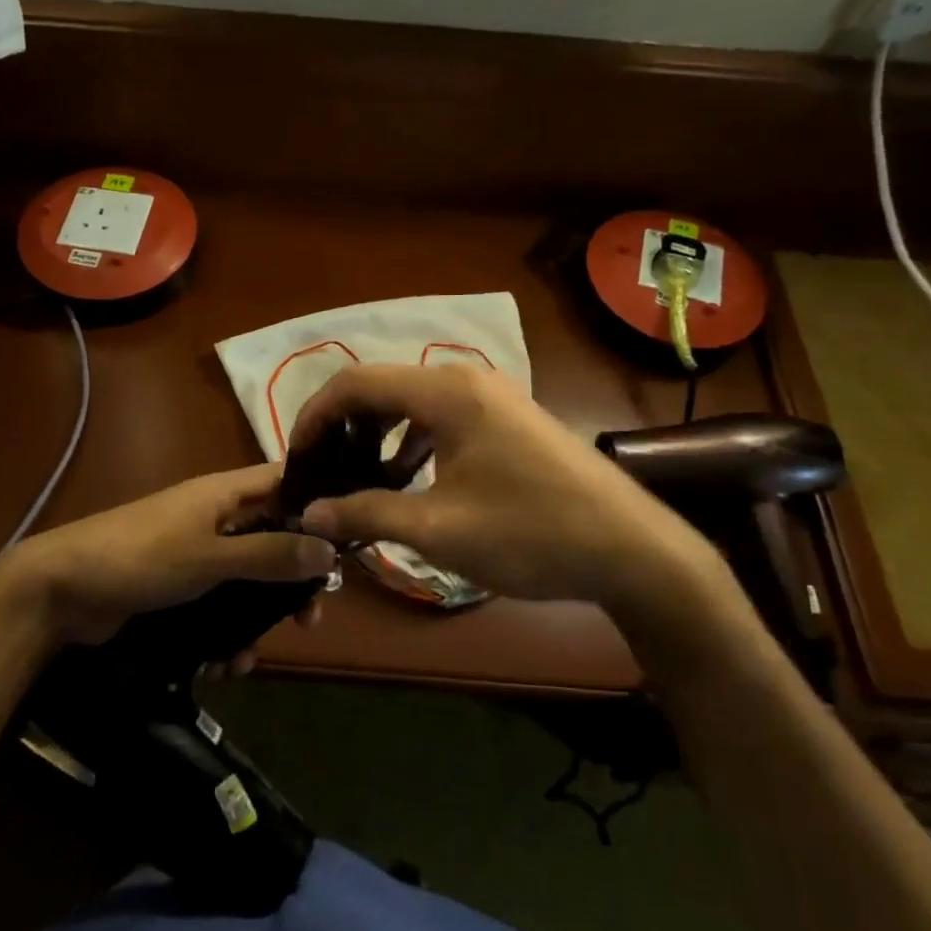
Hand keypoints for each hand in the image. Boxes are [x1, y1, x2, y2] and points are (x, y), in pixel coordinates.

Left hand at [9, 463, 337, 654]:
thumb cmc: (141, 558)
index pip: (284, 481)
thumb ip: (269, 555)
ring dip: (256, 617)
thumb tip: (330, 550)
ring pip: (247, 579)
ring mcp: (196, 553)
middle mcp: (215, 517)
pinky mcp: (179, 587)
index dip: (317, 502)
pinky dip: (226, 633)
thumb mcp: (210, 557)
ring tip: (255, 656)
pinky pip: (219, 606)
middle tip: (311, 616)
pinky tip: (224, 666)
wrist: (61, 591)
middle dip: (292, 578)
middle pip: (272, 537)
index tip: (347, 539)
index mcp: (224, 493)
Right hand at [291, 365, 745, 642]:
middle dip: (344, 427)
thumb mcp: (438, 529)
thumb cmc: (531, 535)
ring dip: (379, 436)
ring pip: (413, 403)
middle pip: (383, 387)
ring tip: (360, 480)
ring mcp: (493, 397)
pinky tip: (409, 481)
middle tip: (323, 471)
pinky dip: (414, 443)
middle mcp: (466, 380)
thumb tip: (310, 512)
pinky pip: (443, 418)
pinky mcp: (509, 419)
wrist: (633, 551)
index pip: (355, 383)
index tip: (297, 458)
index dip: (315, 416)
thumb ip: (366, 513)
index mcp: (446, 392)